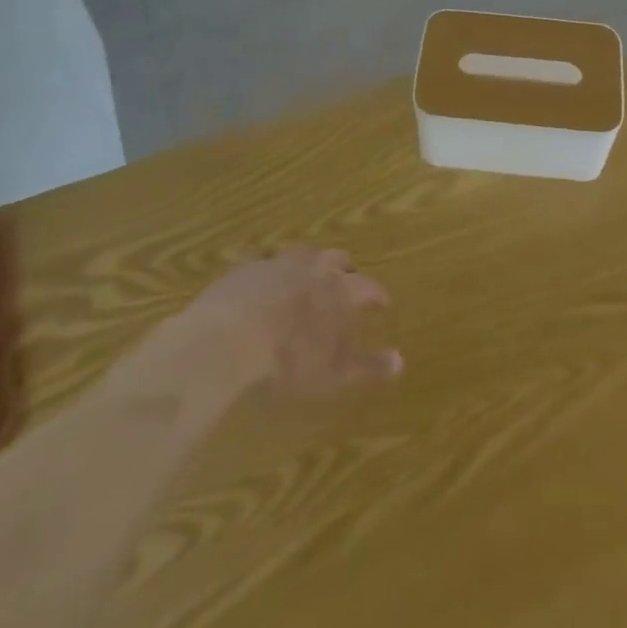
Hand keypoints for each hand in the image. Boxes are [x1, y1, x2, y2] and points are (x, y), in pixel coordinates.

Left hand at [166, 248, 402, 396]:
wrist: (225, 341)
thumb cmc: (286, 361)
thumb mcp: (332, 374)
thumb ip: (367, 366)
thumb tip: (400, 360)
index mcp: (339, 290)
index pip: (368, 286)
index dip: (377, 294)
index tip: (383, 303)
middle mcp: (313, 267)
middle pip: (336, 258)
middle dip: (345, 269)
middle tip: (346, 281)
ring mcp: (277, 262)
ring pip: (302, 253)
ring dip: (309, 263)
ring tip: (308, 275)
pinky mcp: (245, 267)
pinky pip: (264, 260)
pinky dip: (271, 269)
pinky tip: (265, 280)